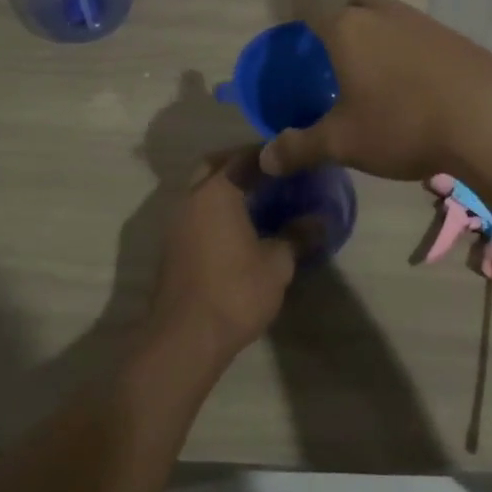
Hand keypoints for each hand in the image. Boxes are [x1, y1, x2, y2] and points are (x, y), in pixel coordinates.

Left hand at [149, 150, 301, 362]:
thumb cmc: (235, 292)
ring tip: (258, 199)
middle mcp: (190, 198)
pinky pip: (194, 212)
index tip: (291, 157)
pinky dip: (214, 208)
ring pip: (200, 188)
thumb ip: (297, 236)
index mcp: (216, 192)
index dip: (269, 154)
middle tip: (270, 173)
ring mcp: (175, 222)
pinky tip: (237, 227)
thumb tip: (320, 221)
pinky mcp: (171, 245)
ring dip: (224, 186)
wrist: (185, 338)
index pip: (244, 157)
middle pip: (213, 165)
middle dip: (240, 163)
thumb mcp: (277, 265)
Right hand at [259, 0, 491, 182]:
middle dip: (340, 14)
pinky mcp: (456, 38)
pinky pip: (420, 33)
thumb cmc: (402, 124)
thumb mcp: (343, 143)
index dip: (297, 15)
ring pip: (390, 13)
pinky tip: (414, 81)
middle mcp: (384, 14)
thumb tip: (265, 160)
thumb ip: (300, 148)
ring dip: (378, 29)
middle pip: (355, 0)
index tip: (292, 30)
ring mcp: (424, 22)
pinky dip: (408, 47)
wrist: (489, 122)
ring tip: (373, 67)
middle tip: (333, 45)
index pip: (311, 8)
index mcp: (348, 29)